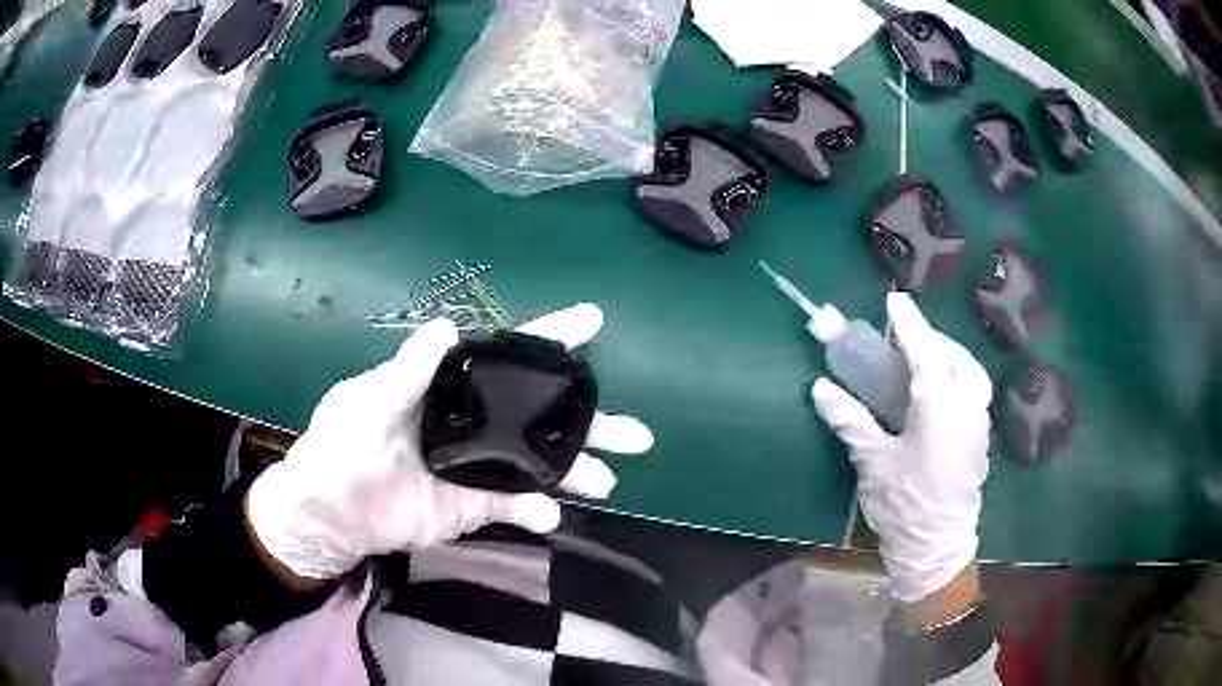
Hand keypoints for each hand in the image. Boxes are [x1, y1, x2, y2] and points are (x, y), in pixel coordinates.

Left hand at [246, 304, 653, 579]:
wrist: (329, 512)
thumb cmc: (340, 445)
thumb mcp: (367, 400)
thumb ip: (407, 371)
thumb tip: (448, 327)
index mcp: (451, 387)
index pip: (506, 355)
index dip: (550, 338)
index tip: (593, 320)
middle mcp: (474, 422)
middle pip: (541, 417)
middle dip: (589, 422)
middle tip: (637, 434)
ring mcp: (477, 466)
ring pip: (539, 464)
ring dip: (575, 471)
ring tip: (608, 480)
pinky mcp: (472, 505)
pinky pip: (515, 505)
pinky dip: (536, 511)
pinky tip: (550, 516)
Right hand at [811, 292, 991, 603]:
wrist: (936, 549)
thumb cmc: (904, 503)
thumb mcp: (872, 461)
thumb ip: (851, 420)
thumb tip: (821, 388)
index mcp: (941, 406)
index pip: (924, 351)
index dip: (908, 323)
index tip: (895, 300)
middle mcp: (967, 407)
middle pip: (958, 359)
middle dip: (935, 340)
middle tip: (911, 339)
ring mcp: (978, 426)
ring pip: (972, 377)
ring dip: (951, 360)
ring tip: (926, 363)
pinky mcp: (980, 444)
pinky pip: (974, 397)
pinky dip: (959, 382)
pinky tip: (939, 398)